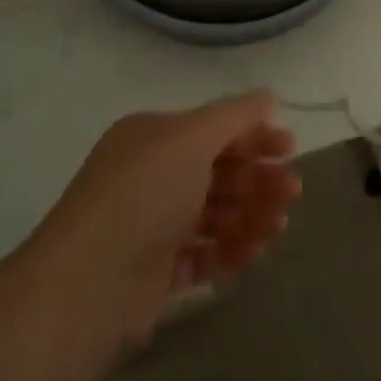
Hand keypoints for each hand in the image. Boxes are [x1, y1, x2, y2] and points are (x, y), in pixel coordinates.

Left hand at [33, 93, 300, 348]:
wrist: (88, 283)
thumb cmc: (145, 193)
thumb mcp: (192, 137)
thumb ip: (235, 115)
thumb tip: (267, 97)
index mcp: (154, 137)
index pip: (213, 129)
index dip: (254, 135)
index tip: (291, 148)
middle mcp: (151, 176)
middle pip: (218, 172)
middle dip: (258, 180)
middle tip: (292, 193)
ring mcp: (151, 225)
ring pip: (213, 215)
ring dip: (249, 216)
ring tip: (276, 230)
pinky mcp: (153, 273)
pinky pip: (200, 256)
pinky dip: (227, 253)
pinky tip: (250, 256)